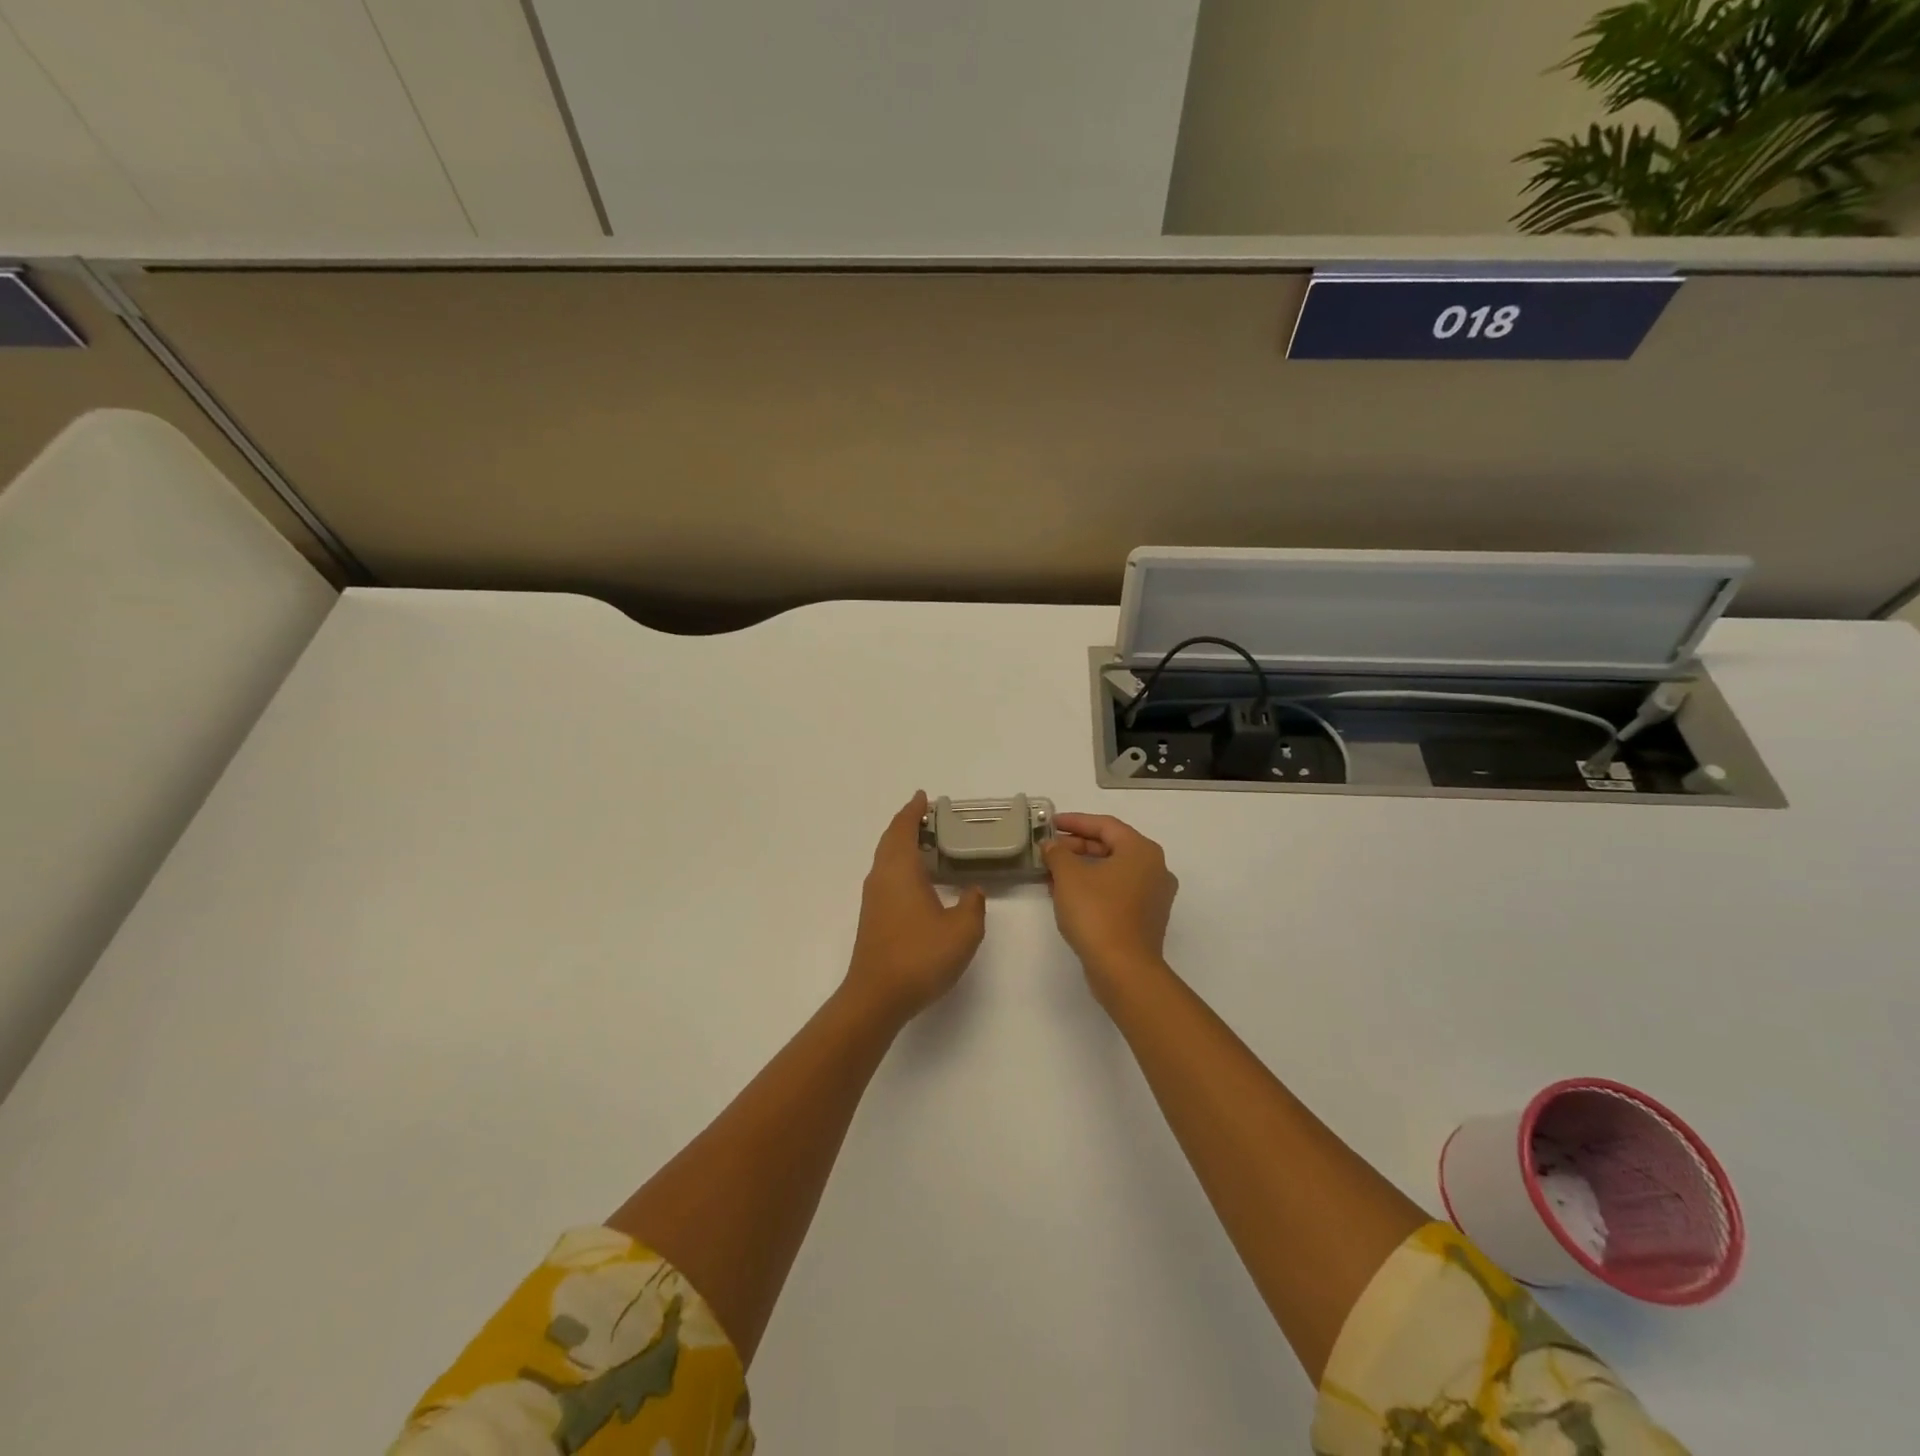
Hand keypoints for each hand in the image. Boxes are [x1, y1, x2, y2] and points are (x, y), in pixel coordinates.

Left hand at [843, 792, 987, 1022]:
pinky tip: (918, 880)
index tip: (923, 797)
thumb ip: (972, 904)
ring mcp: (873, 898)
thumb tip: (972, 891)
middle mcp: (881, 877)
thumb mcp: (962, 930)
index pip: (904, 829)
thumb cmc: (920, 956)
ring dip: (902, 845)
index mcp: (900, 870)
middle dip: (906, 824)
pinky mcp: (873, 917)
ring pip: (886, 859)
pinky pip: (886, 876)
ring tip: (926, 842)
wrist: (877, 997)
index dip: (914, 811)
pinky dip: (900, 865)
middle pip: (890, 840)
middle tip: (928, 816)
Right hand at [1043, 813, 1178, 1006]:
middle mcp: (1154, 868)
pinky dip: (1094, 887)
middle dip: (1077, 846)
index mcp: (1141, 850)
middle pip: (1112, 846)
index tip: (1050, 824)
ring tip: (1052, 872)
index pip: (1105, 825)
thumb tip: (1052, 846)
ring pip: (1113, 871)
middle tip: (1049, 849)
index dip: (1075, 822)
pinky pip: (1117, 891)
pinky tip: (1068, 895)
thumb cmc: (1097, 912)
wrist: (1123, 969)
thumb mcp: (1069, 876)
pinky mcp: (1146, 918)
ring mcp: (1154, 896)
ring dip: (1083, 868)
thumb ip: (1058, 853)